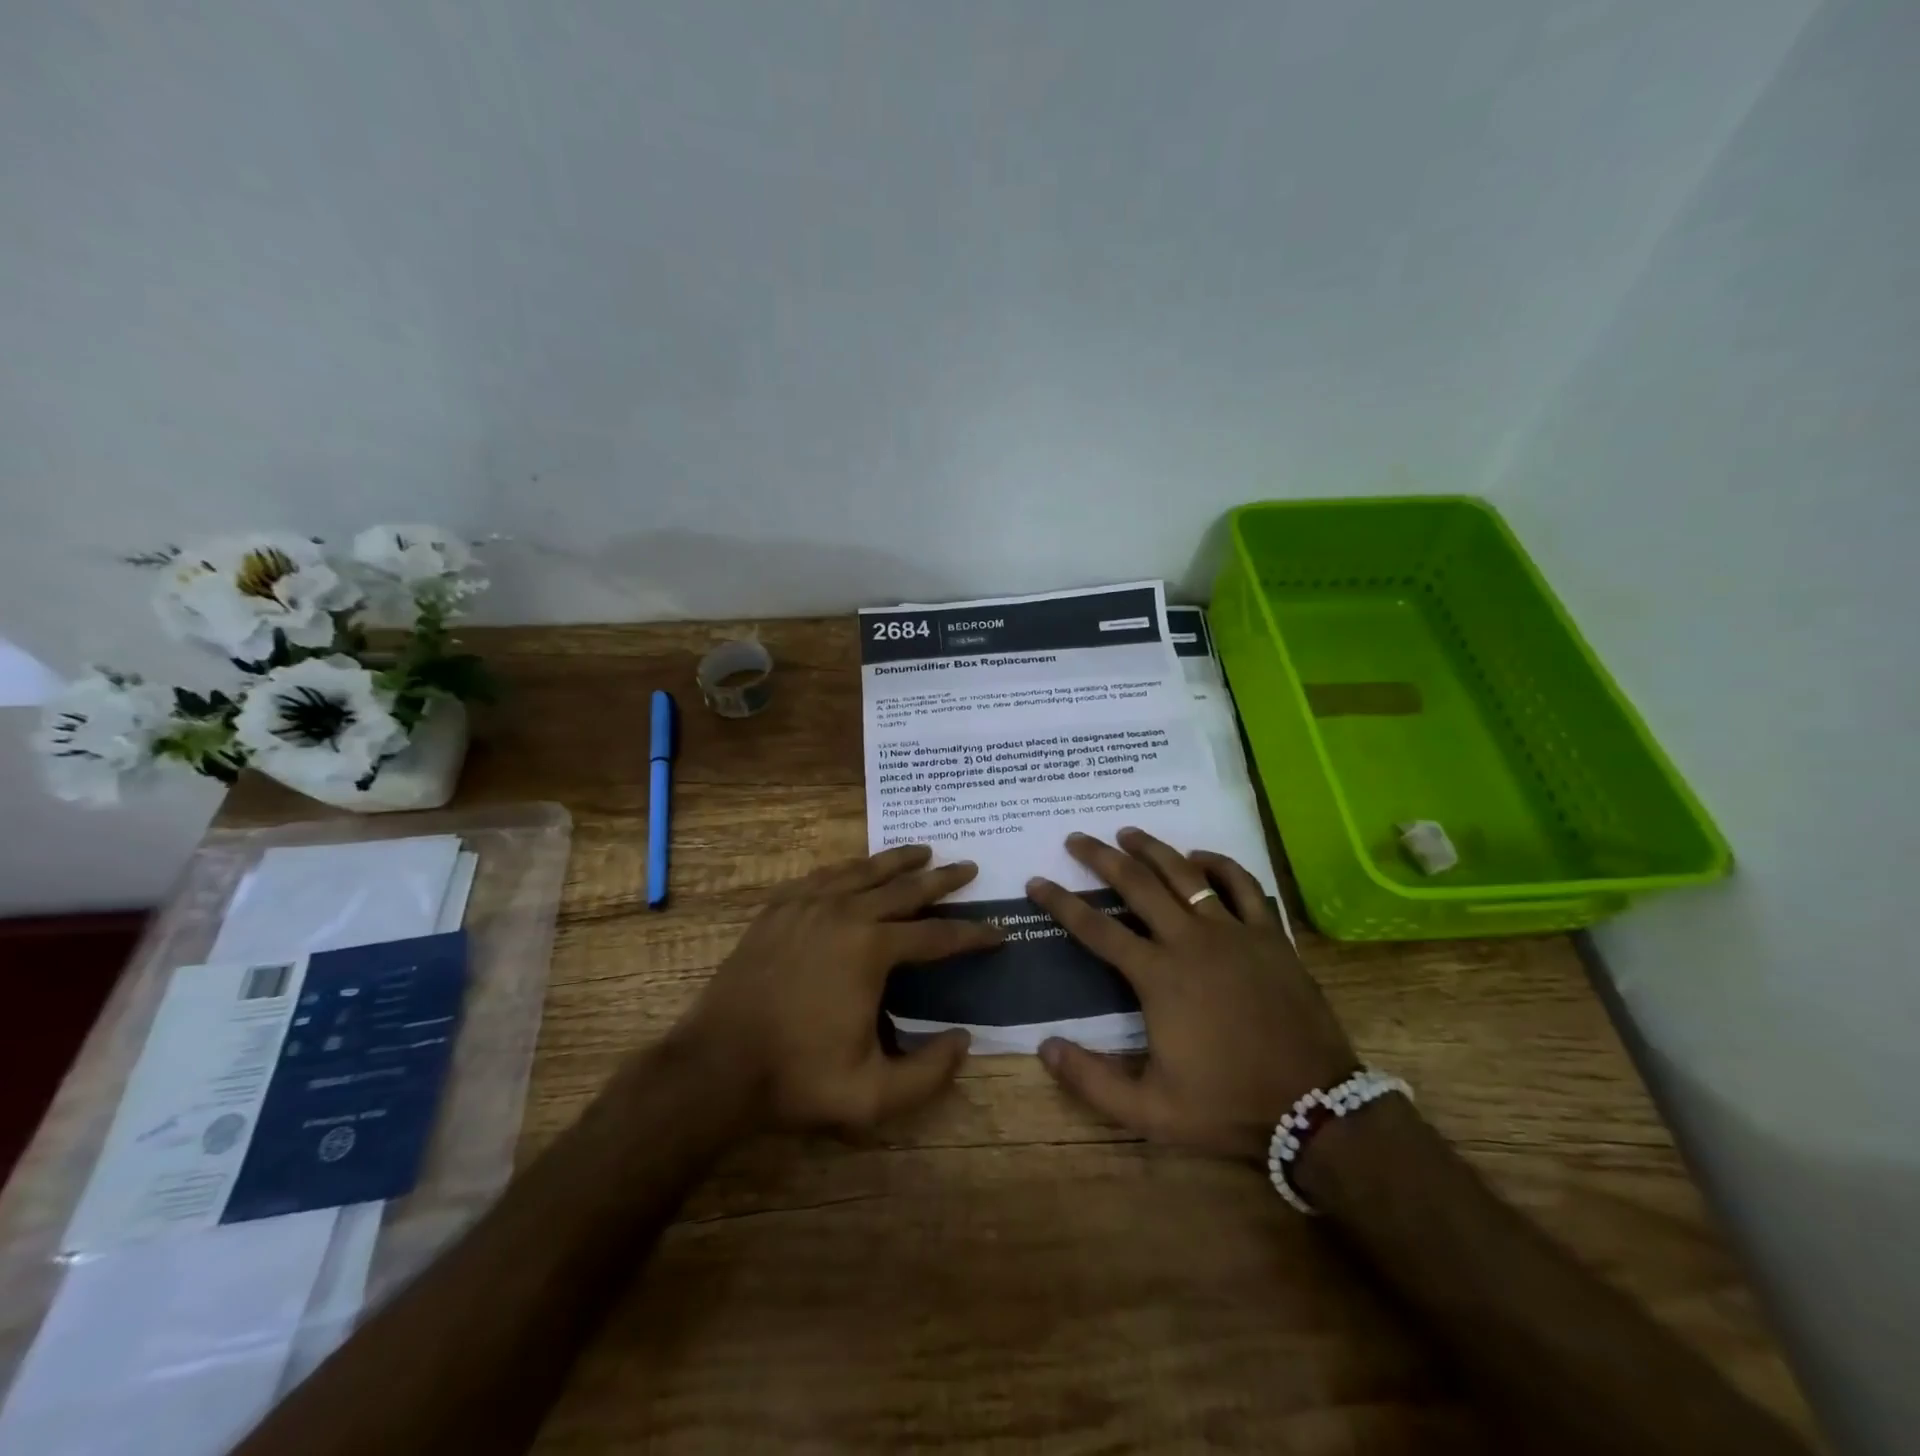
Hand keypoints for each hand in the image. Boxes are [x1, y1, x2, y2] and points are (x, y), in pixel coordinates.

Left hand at [677, 845, 1001, 1132]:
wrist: (715, 1066)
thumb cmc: (796, 1079)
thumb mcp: (872, 1096)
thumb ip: (929, 1073)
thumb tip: (964, 1040)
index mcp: (872, 949)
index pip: (937, 936)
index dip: (972, 936)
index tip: (998, 933)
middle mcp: (845, 913)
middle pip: (905, 888)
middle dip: (942, 879)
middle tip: (969, 868)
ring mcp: (807, 905)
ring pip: (863, 871)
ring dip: (898, 860)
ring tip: (923, 850)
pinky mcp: (778, 909)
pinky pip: (823, 876)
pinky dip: (849, 868)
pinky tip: (856, 868)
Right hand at [1025, 828, 1356, 1160]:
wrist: (1314, 1109)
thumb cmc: (1227, 1106)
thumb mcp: (1149, 1111)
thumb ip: (1091, 1081)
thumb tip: (1044, 1046)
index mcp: (1157, 976)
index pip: (1096, 928)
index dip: (1061, 902)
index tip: (1037, 881)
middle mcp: (1189, 941)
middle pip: (1137, 884)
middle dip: (1101, 857)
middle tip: (1077, 838)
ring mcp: (1233, 932)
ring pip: (1185, 874)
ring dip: (1152, 849)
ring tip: (1128, 831)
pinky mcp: (1269, 935)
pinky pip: (1242, 885)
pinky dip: (1218, 864)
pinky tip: (1199, 857)